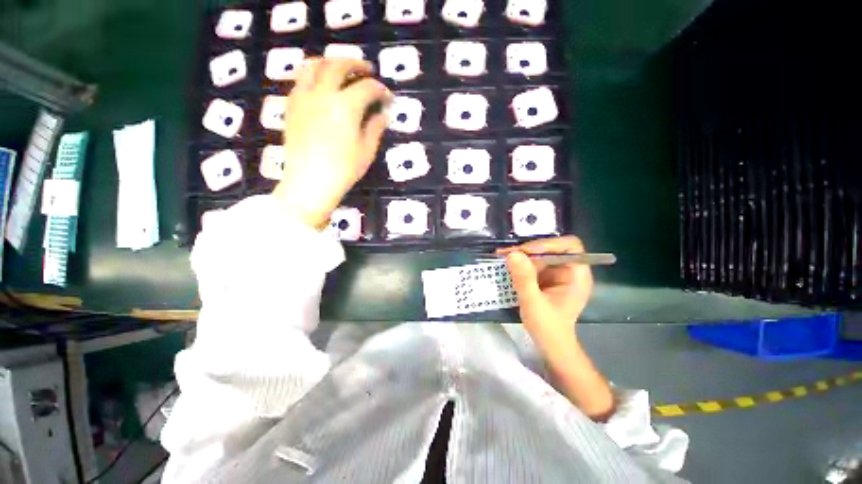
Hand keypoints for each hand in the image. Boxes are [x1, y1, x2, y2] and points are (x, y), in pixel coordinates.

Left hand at [273, 58, 392, 227]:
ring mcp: (304, 97)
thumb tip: (383, 114)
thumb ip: (375, 128)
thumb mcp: (366, 151)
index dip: (381, 90)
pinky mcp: (292, 106)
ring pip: (314, 65)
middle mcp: (323, 94)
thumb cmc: (343, 169)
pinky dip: (312, 74)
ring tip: (340, 68)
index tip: (388, 97)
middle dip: (356, 64)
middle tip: (367, 70)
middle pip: (339, 66)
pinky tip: (320, 84)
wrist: (309, 182)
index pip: (367, 88)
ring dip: (330, 62)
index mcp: (346, 106)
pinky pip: (300, 80)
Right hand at [497, 236, 593, 337]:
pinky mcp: (547, 278)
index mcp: (577, 275)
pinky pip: (534, 263)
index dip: (548, 244)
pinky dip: (520, 263)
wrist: (550, 346)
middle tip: (507, 253)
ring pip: (540, 254)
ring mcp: (558, 274)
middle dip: (529, 249)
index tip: (526, 252)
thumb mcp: (533, 303)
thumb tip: (513, 253)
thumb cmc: (548, 329)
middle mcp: (569, 270)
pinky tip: (507, 264)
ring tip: (502, 256)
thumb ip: (524, 278)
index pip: (569, 246)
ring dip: (522, 255)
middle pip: (552, 248)